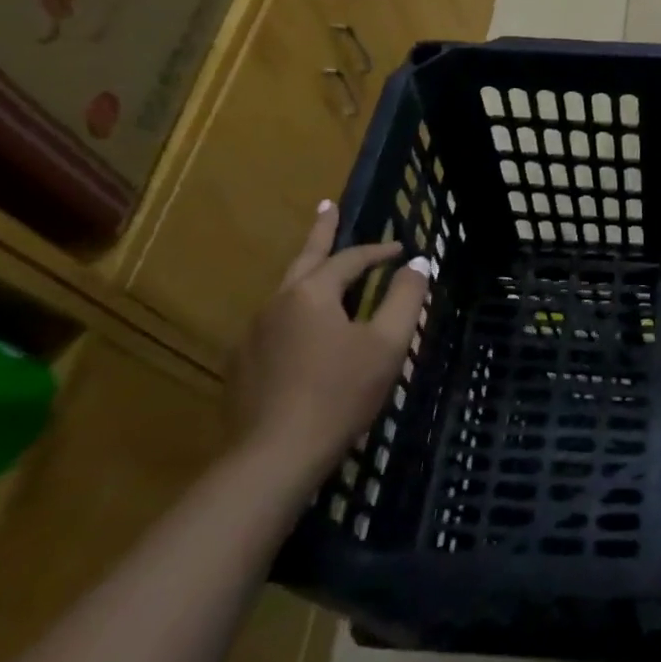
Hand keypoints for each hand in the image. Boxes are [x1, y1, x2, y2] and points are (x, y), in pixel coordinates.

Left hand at [228, 201, 431, 484]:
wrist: (275, 456)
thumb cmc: (341, 393)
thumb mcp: (388, 344)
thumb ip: (406, 297)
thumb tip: (418, 262)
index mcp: (312, 293)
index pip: (350, 259)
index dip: (379, 251)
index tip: (401, 249)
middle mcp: (276, 303)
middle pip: (304, 258)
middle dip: (320, 231)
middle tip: (326, 206)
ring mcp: (252, 334)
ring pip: (286, 292)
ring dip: (308, 274)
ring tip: (322, 270)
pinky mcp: (242, 365)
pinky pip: (274, 323)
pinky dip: (295, 312)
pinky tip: (303, 329)